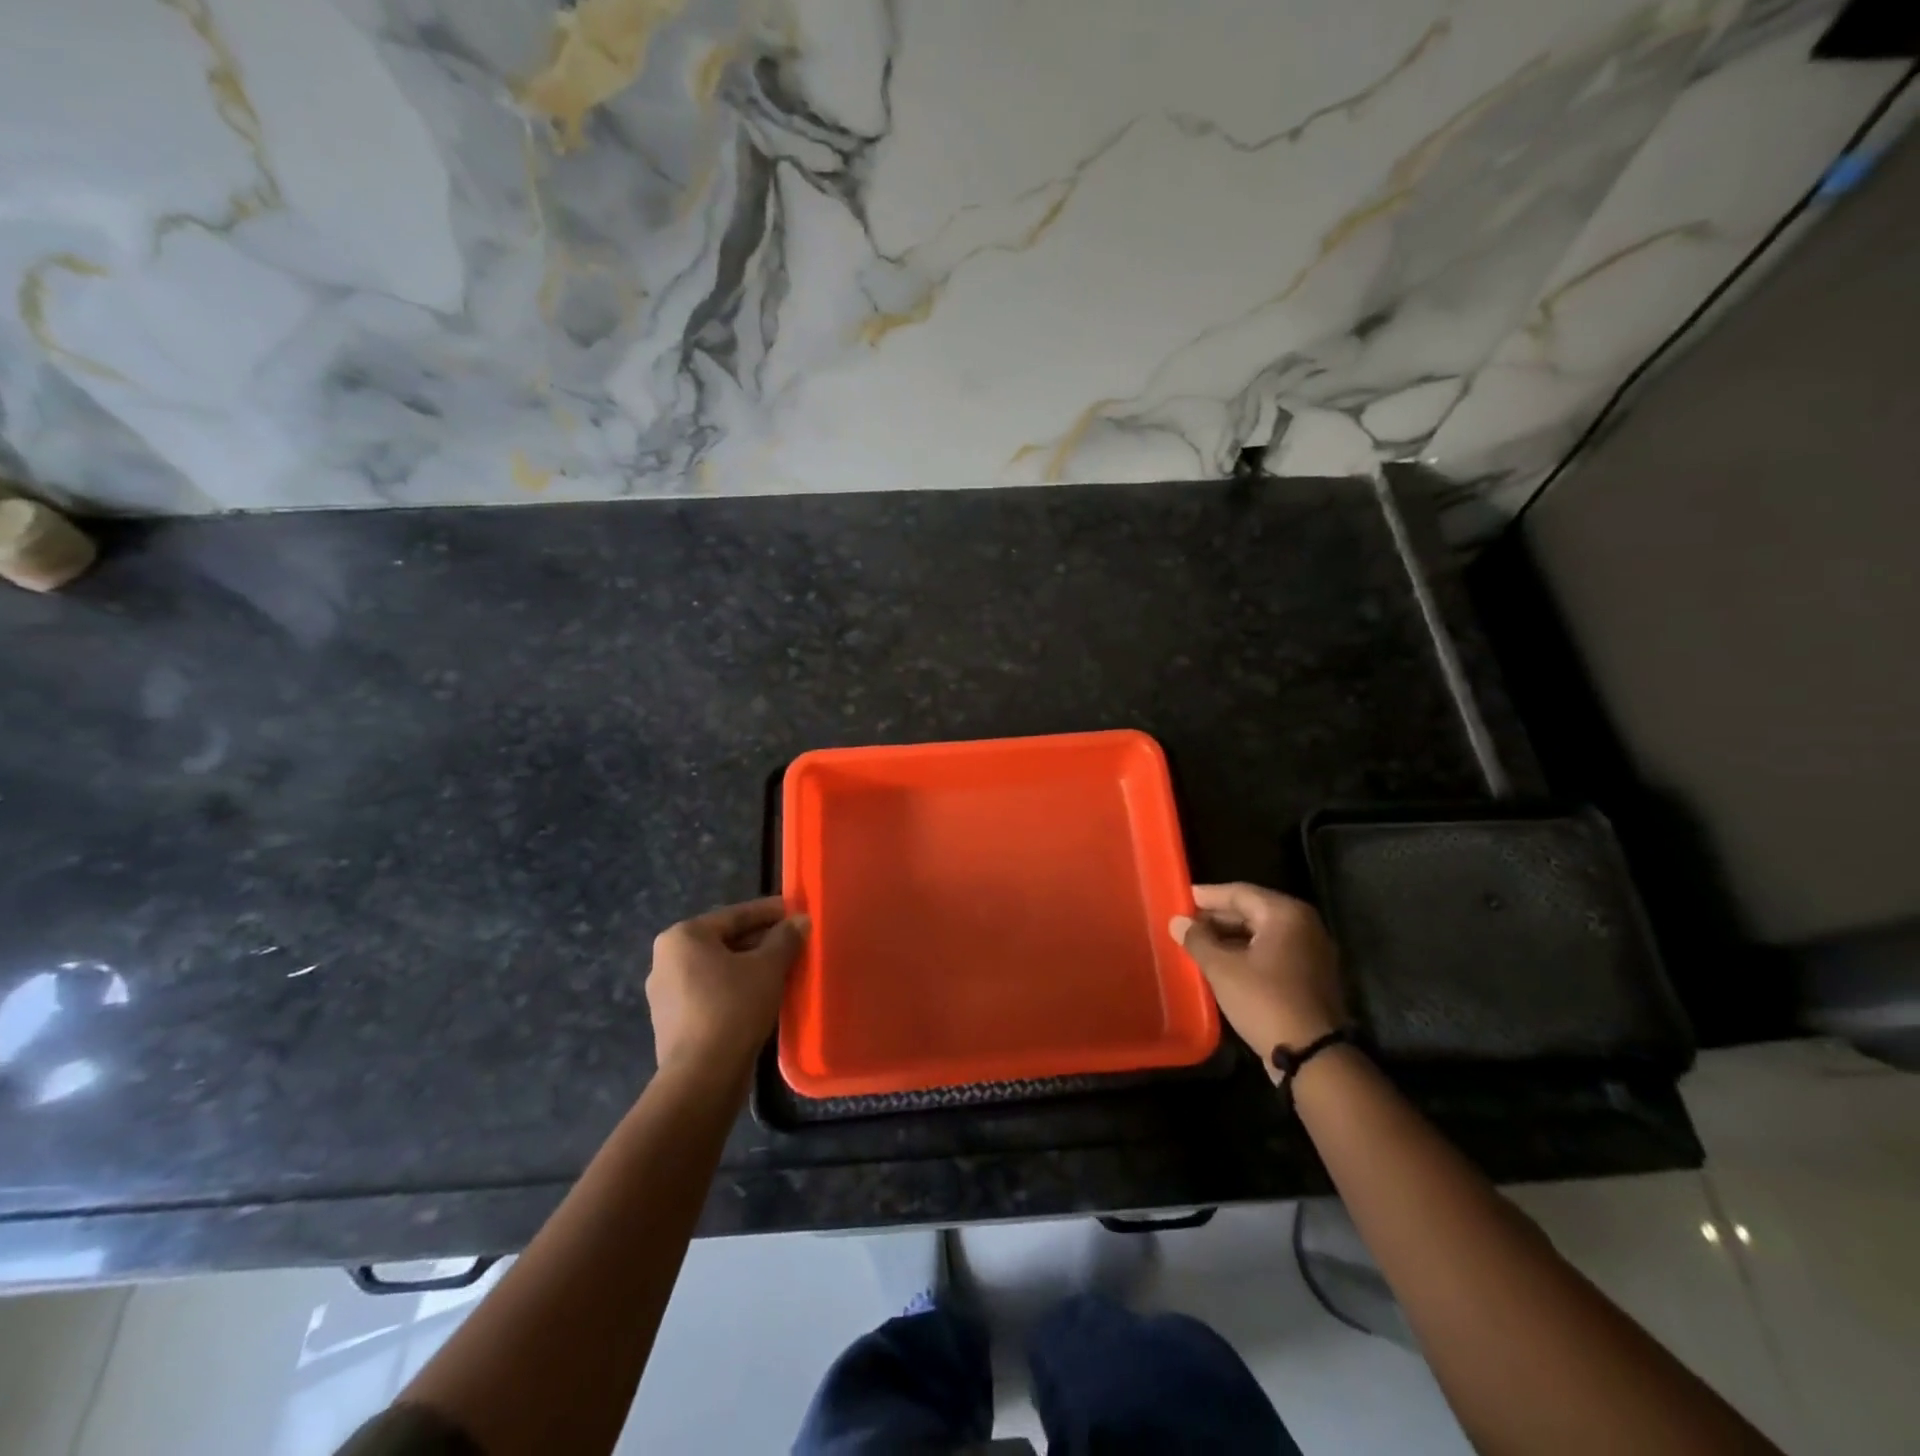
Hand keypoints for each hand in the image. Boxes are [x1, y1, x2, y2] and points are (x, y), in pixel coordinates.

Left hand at [647, 897, 808, 1078]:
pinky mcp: (673, 1022)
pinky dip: (737, 989)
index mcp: (683, 937)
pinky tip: (763, 996)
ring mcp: (666, 994)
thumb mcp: (768, 967)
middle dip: (761, 940)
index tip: (796, 911)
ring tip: (784, 969)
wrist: (702, 1077)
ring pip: (719, 968)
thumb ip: (785, 938)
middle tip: (794, 942)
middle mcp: (666, 960)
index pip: (735, 915)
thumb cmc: (733, 1007)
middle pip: (725, 941)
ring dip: (751, 966)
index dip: (770, 912)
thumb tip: (801, 920)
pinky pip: (712, 993)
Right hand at [1171, 883, 1346, 1071]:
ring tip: (1198, 943)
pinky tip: (1222, 963)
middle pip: (1253, 911)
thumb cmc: (1264, 1001)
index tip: (1181, 898)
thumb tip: (1177, 922)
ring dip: (1230, 937)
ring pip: (1262, 934)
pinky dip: (1247, 953)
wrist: (1312, 1055)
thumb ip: (1197, 940)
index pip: (1239, 893)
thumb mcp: (1222, 969)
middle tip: (1186, 922)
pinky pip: (1273, 952)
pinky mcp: (1311, 975)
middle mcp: (1304, 925)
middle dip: (1217, 917)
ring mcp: (1311, 951)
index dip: (1208, 896)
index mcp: (1285, 914)